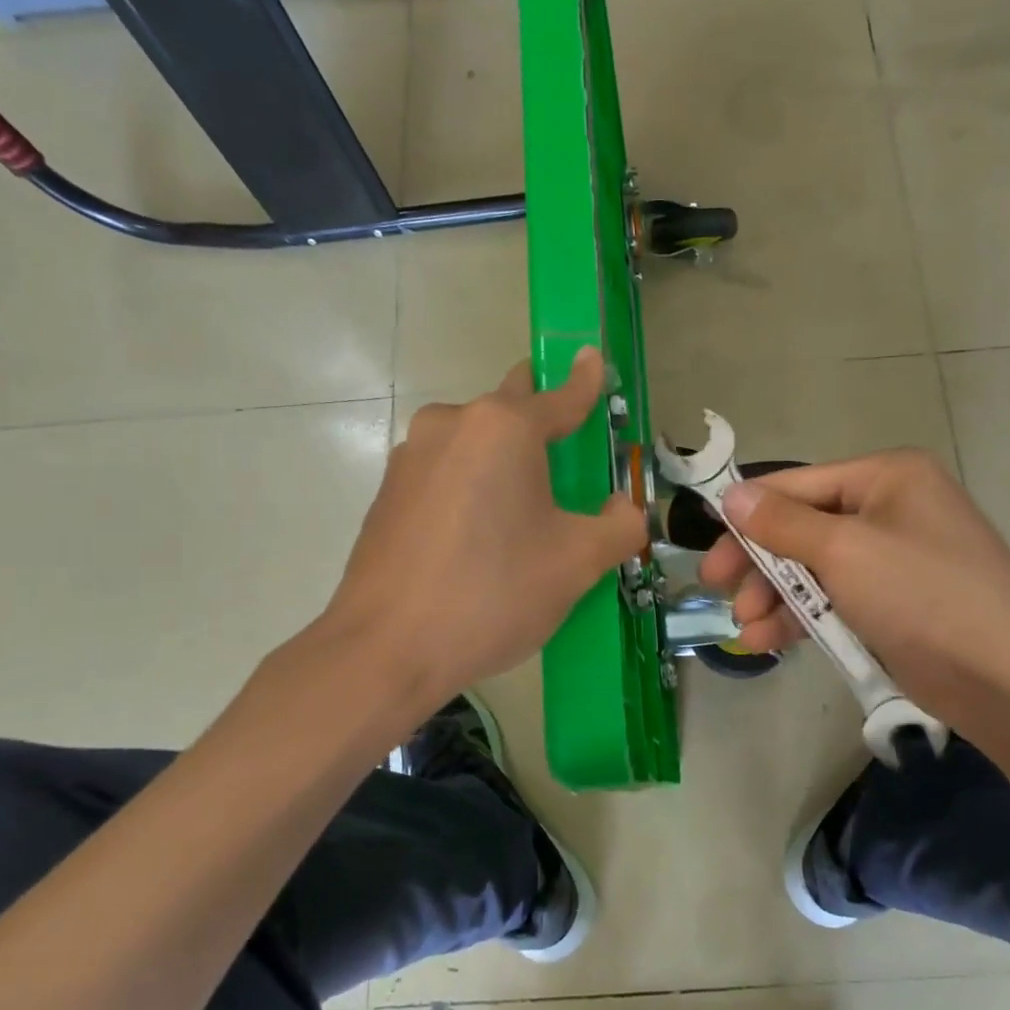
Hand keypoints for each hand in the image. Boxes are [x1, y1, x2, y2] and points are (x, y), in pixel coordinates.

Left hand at [307, 348, 646, 706]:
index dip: (586, 382)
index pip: (560, 397)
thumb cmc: (493, 593)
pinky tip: (478, 537)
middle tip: (568, 451)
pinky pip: (445, 473)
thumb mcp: (577, 562)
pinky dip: (471, 486)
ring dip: (502, 459)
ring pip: (473, 442)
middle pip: (510, 408)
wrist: (385, 649)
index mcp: (504, 428)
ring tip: (523, 512)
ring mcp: (411, 456)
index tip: (595, 360)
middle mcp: (452, 424)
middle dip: (541, 418)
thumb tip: (624, 507)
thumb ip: (619, 525)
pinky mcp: (388, 492)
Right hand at [698, 450, 1009, 719]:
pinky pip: (835, 600)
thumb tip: (731, 494)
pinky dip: (802, 618)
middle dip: (760, 563)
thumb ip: (782, 523)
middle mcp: (891, 509)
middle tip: (715, 589)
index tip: (706, 544)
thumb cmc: (923, 596)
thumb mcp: (845, 552)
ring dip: (776, 597)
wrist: (1009, 681)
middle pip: (803, 528)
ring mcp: (894, 559)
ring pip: (815, 569)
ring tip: (746, 630)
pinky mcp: (894, 604)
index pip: (798, 484)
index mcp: (888, 477)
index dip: (748, 513)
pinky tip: (768, 642)